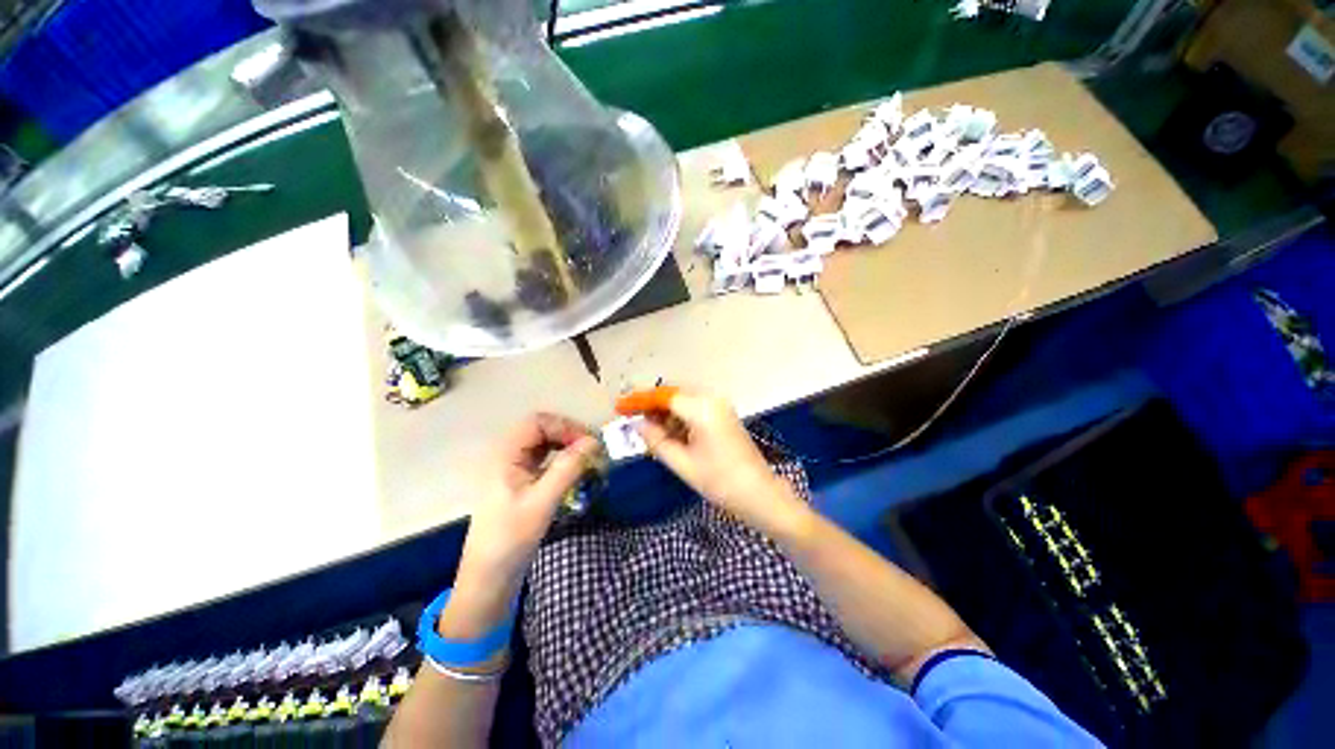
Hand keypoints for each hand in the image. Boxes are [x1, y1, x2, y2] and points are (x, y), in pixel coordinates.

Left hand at [448, 413, 598, 631]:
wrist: (489, 578)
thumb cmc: (511, 538)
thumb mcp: (542, 501)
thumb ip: (568, 468)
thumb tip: (593, 442)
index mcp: (505, 455)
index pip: (538, 422)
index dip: (565, 427)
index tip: (588, 444)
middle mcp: (508, 456)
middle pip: (542, 430)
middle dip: (569, 436)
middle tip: (592, 451)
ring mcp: (514, 469)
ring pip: (545, 445)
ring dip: (567, 447)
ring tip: (588, 461)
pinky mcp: (521, 483)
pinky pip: (545, 461)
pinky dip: (562, 461)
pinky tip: (576, 473)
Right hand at [637, 390, 808, 535]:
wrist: (759, 493)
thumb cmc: (719, 481)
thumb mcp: (682, 463)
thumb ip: (656, 440)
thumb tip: (637, 425)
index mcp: (702, 408)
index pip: (663, 397)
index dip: (639, 400)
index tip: (619, 406)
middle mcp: (712, 399)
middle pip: (673, 395)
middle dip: (651, 407)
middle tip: (632, 420)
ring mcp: (720, 405)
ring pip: (683, 402)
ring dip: (665, 414)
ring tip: (649, 432)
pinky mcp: (723, 414)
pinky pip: (694, 409)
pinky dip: (679, 418)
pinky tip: (670, 434)